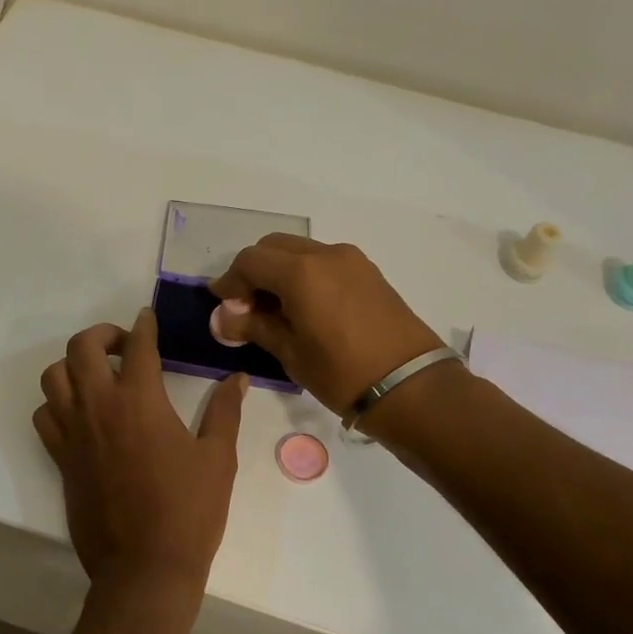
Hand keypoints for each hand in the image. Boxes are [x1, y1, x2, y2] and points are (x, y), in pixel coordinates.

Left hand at [34, 309, 246, 611]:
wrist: (144, 568)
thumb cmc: (188, 512)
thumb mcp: (218, 459)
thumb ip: (225, 412)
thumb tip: (237, 378)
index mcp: (140, 400)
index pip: (138, 346)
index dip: (144, 326)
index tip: (147, 318)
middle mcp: (99, 407)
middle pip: (82, 347)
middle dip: (102, 334)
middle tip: (123, 345)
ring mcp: (74, 433)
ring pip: (53, 377)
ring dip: (73, 365)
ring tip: (97, 375)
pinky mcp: (61, 459)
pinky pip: (44, 416)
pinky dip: (57, 403)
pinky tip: (80, 413)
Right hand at [208, 235, 441, 413]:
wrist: (410, 385)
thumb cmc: (342, 373)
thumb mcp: (290, 353)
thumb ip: (253, 326)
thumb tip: (222, 316)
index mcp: (301, 272)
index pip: (249, 261)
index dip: (229, 281)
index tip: (222, 306)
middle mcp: (325, 254)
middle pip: (273, 247)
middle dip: (253, 271)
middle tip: (246, 306)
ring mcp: (350, 260)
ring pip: (300, 251)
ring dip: (279, 271)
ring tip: (275, 309)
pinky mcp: (368, 272)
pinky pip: (323, 261)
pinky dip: (304, 274)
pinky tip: (303, 307)